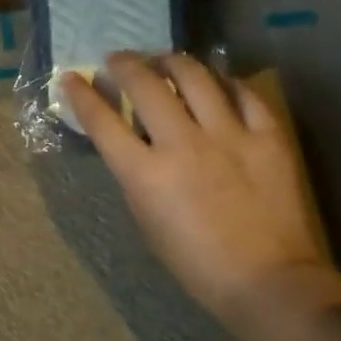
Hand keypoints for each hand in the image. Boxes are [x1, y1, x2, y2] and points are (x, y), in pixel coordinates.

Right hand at [64, 52, 340, 331]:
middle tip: (118, 60)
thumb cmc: (195, 263)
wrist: (267, 280)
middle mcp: (182, 144)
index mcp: (145, 173)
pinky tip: (218, 81)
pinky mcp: (268, 137)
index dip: (83, 95)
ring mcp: (229, 136)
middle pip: (146, 86)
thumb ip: (136, 177)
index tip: (72, 77)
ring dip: (173, 62)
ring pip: (196, 78)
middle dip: (125, 65)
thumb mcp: (147, 220)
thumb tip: (133, 145)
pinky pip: (246, 94)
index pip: (103, 121)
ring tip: (165, 61)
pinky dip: (226, 83)